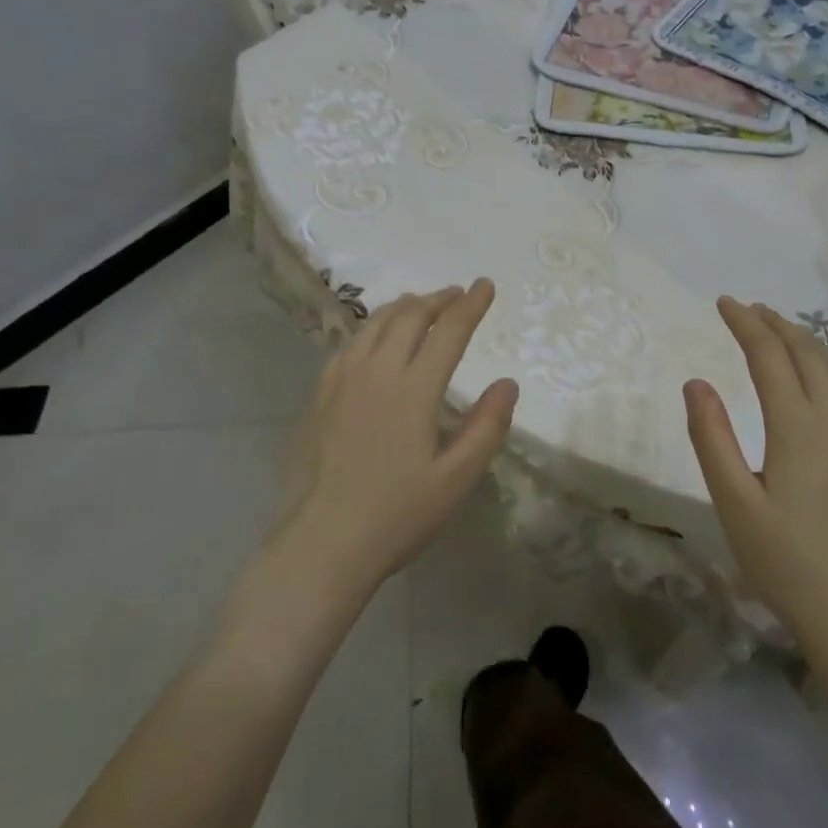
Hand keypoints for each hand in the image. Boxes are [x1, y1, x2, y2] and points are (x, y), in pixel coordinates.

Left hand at [278, 280, 518, 594]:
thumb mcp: (456, 479)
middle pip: (410, 316)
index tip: (485, 285)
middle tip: (457, 294)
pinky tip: (377, 337)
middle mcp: (376, 372)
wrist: (323, 542)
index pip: (448, 331)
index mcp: (413, 390)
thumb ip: (486, 427)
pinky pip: (351, 343)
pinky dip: (373, 327)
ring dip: (405, 306)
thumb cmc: (397, 515)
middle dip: (438, 299)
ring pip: (376, 323)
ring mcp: (342, 379)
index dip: (470, 305)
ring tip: (422, 304)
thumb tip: (507, 383)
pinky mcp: (320, 393)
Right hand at [683, 297, 827, 653]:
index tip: (724, 302)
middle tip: (748, 309)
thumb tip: (696, 382)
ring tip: (780, 330)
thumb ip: (712, 438)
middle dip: (776, 324)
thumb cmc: (787, 562)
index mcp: (799, 426)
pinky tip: (819, 378)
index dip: (746, 324)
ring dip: (806, 341)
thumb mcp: (734, 503)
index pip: (770, 355)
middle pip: (809, 352)